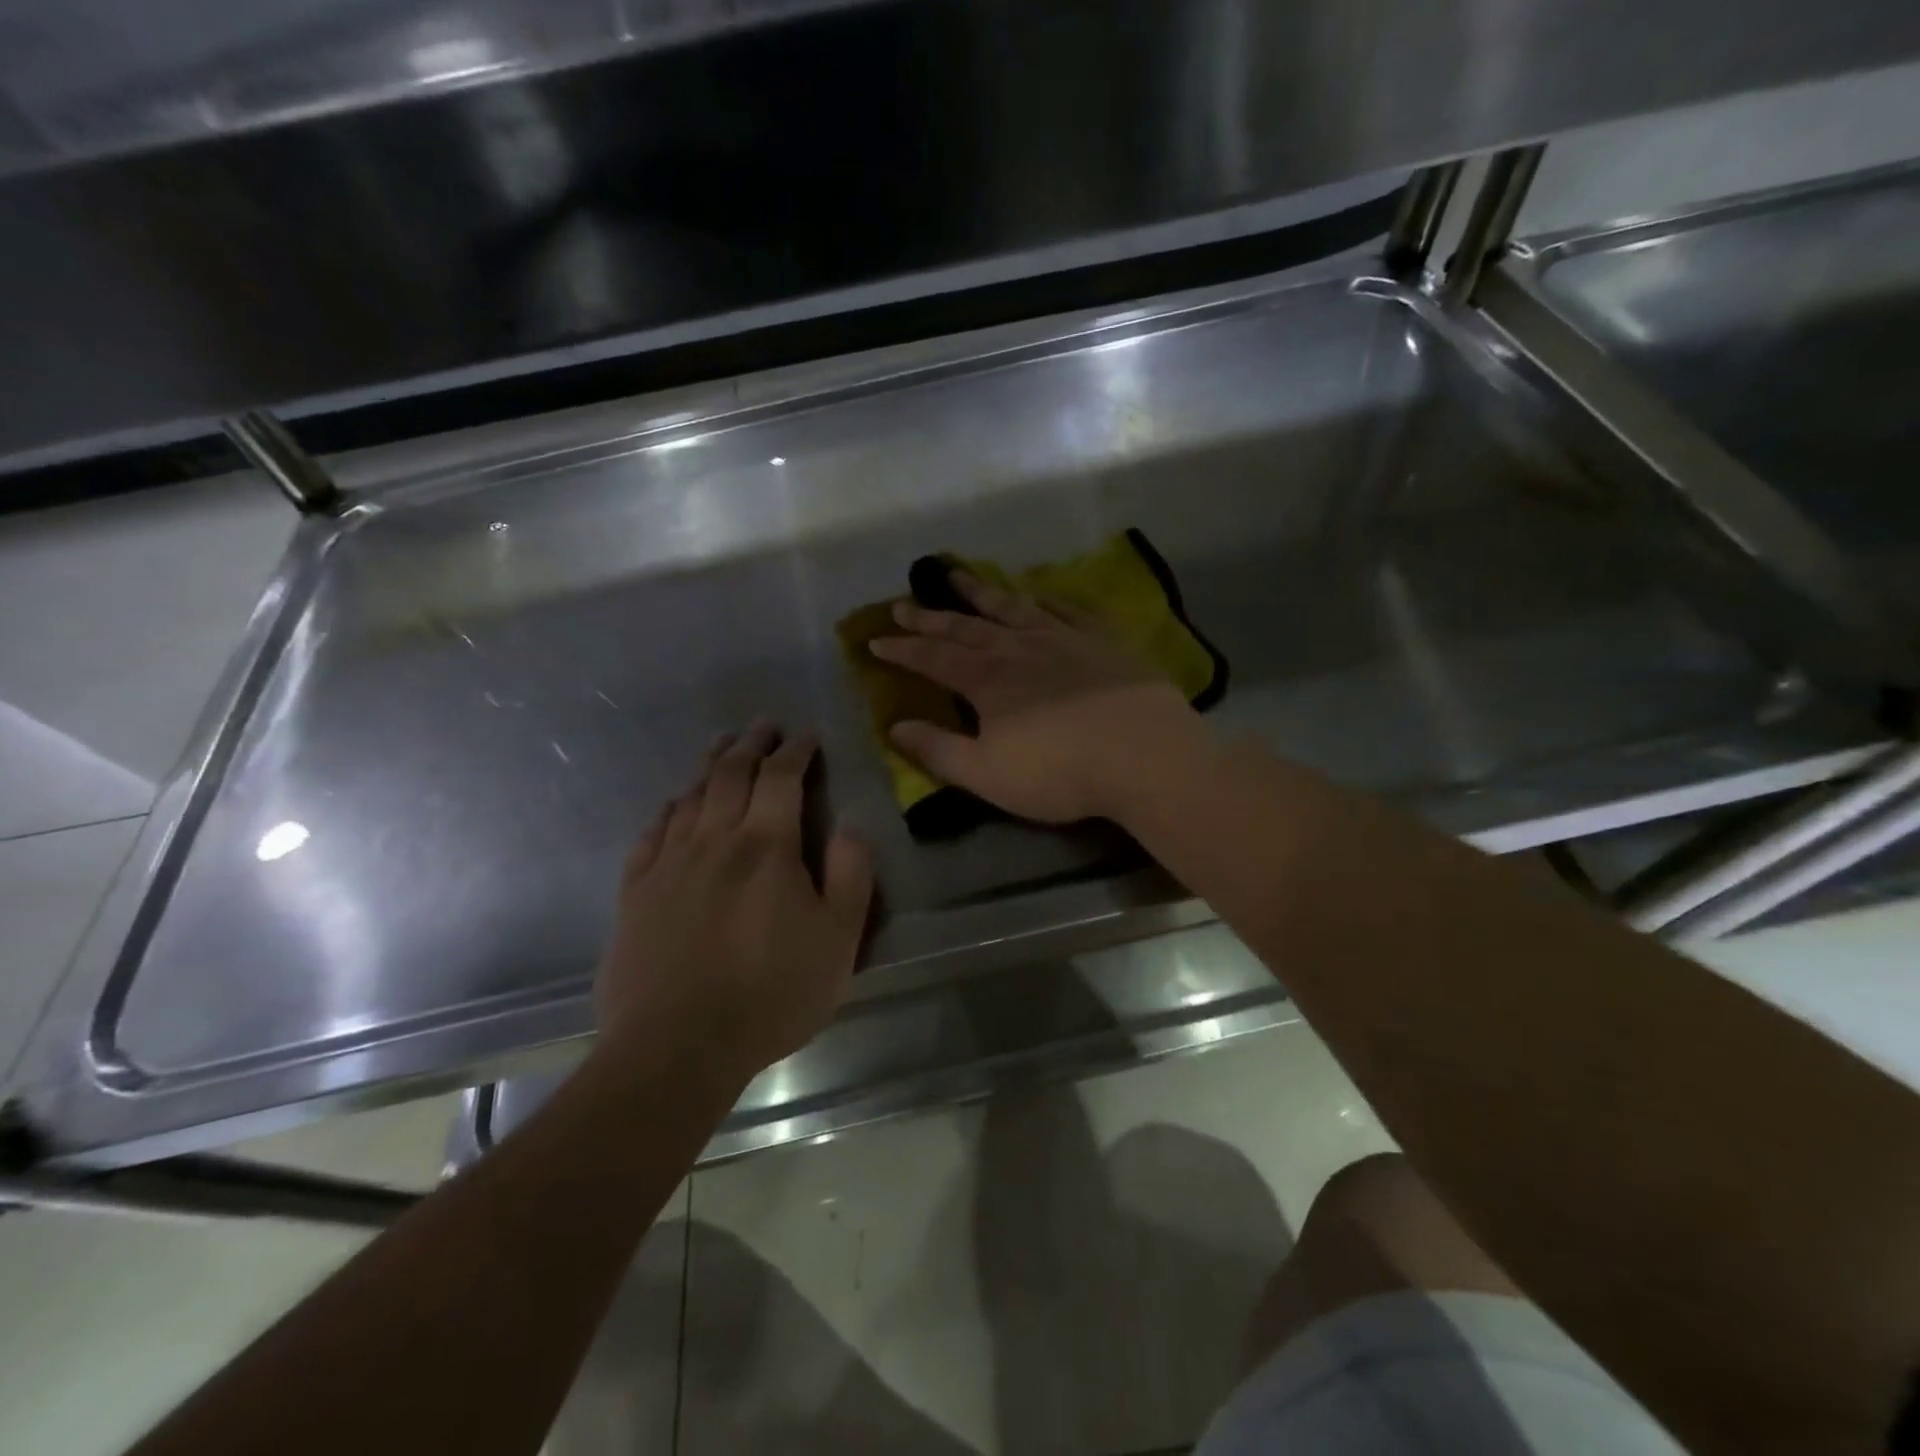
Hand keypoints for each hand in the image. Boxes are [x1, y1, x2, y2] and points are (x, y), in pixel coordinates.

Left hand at [594, 723, 873, 1086]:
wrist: (676, 1047)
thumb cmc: (771, 995)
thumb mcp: (839, 942)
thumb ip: (851, 877)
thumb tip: (851, 827)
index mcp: (767, 847)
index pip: (782, 779)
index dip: (796, 751)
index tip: (807, 736)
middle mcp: (715, 841)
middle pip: (732, 775)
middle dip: (752, 745)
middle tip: (764, 725)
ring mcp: (669, 864)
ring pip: (691, 796)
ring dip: (711, 764)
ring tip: (723, 745)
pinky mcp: (635, 892)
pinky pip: (652, 833)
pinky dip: (669, 808)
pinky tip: (675, 804)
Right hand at [870, 571, 1201, 823]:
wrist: (1145, 756)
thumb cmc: (1059, 772)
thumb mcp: (986, 773)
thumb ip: (937, 750)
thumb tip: (894, 727)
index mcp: (988, 680)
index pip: (933, 659)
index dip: (902, 650)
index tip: (875, 640)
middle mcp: (1019, 649)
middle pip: (966, 627)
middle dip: (931, 617)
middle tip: (904, 603)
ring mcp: (1064, 639)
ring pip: (1012, 607)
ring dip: (981, 592)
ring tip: (958, 575)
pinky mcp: (1103, 642)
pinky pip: (1067, 610)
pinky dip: (1045, 599)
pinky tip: (1037, 593)